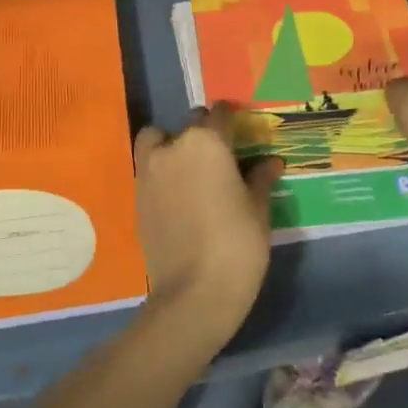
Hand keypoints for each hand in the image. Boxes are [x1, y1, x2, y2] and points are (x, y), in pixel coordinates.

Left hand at [132, 104, 283, 352]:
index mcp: (207, 143)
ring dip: (172, 145)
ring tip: (191, 169)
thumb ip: (260, 178)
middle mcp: (173, 147)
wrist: (193, 293)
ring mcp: (149, 171)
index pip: (219, 114)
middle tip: (221, 155)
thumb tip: (271, 162)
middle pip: (188, 125)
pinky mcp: (137, 197)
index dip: (230, 118)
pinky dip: (161, 171)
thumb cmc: (237, 245)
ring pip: (157, 141)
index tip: (239, 127)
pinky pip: (148, 169)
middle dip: (204, 132)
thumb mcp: (258, 209)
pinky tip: (180, 194)